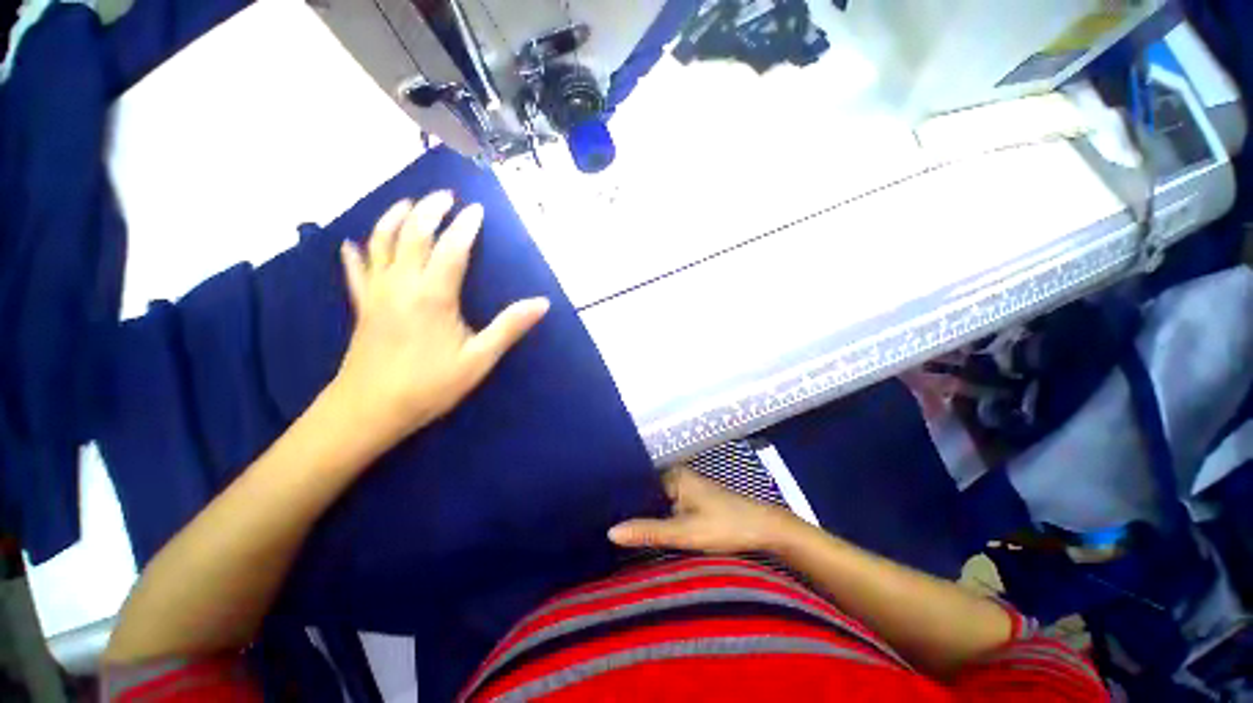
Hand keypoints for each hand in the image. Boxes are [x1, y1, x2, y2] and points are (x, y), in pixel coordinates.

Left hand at [334, 193, 549, 442]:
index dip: (466, 226)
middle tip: (446, 195)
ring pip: (380, 242)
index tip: (478, 209)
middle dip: (429, 210)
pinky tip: (353, 242)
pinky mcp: (361, 305)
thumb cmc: (430, 385)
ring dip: (394, 217)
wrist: (370, 410)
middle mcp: (401, 284)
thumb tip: (542, 303)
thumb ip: (509, 327)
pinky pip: (355, 269)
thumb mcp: (479, 359)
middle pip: (412, 234)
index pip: (452, 248)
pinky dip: (356, 252)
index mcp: (433, 295)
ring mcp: (376, 292)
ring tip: (407, 203)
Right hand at [608, 467, 804, 553]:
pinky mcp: (692, 501)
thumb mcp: (685, 532)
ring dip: (644, 515)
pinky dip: (657, 518)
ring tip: (616, 529)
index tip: (598, 514)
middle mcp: (676, 476)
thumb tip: (609, 532)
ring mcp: (685, 488)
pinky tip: (644, 531)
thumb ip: (649, 531)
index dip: (620, 500)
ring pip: (656, 502)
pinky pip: (667, 507)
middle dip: (630, 509)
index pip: (637, 485)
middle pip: (646, 493)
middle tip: (602, 525)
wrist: (766, 529)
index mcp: (672, 475)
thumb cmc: (726, 526)